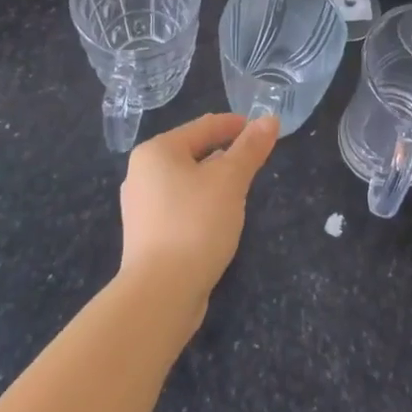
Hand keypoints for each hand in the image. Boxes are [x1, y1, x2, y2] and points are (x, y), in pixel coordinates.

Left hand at [118, 112, 278, 312]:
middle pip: (192, 152)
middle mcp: (141, 173)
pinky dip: (201, 205)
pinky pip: (180, 206)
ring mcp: (141, 206)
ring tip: (241, 190)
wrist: (160, 293)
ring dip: (213, 181)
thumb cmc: (196, 224)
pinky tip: (218, 219)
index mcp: (157, 151)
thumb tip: (270, 118)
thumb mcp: (230, 181)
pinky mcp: (146, 235)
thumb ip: (250, 148)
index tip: (262, 130)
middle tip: (255, 161)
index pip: (204, 126)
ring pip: (186, 181)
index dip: (236, 125)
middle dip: (225, 155)